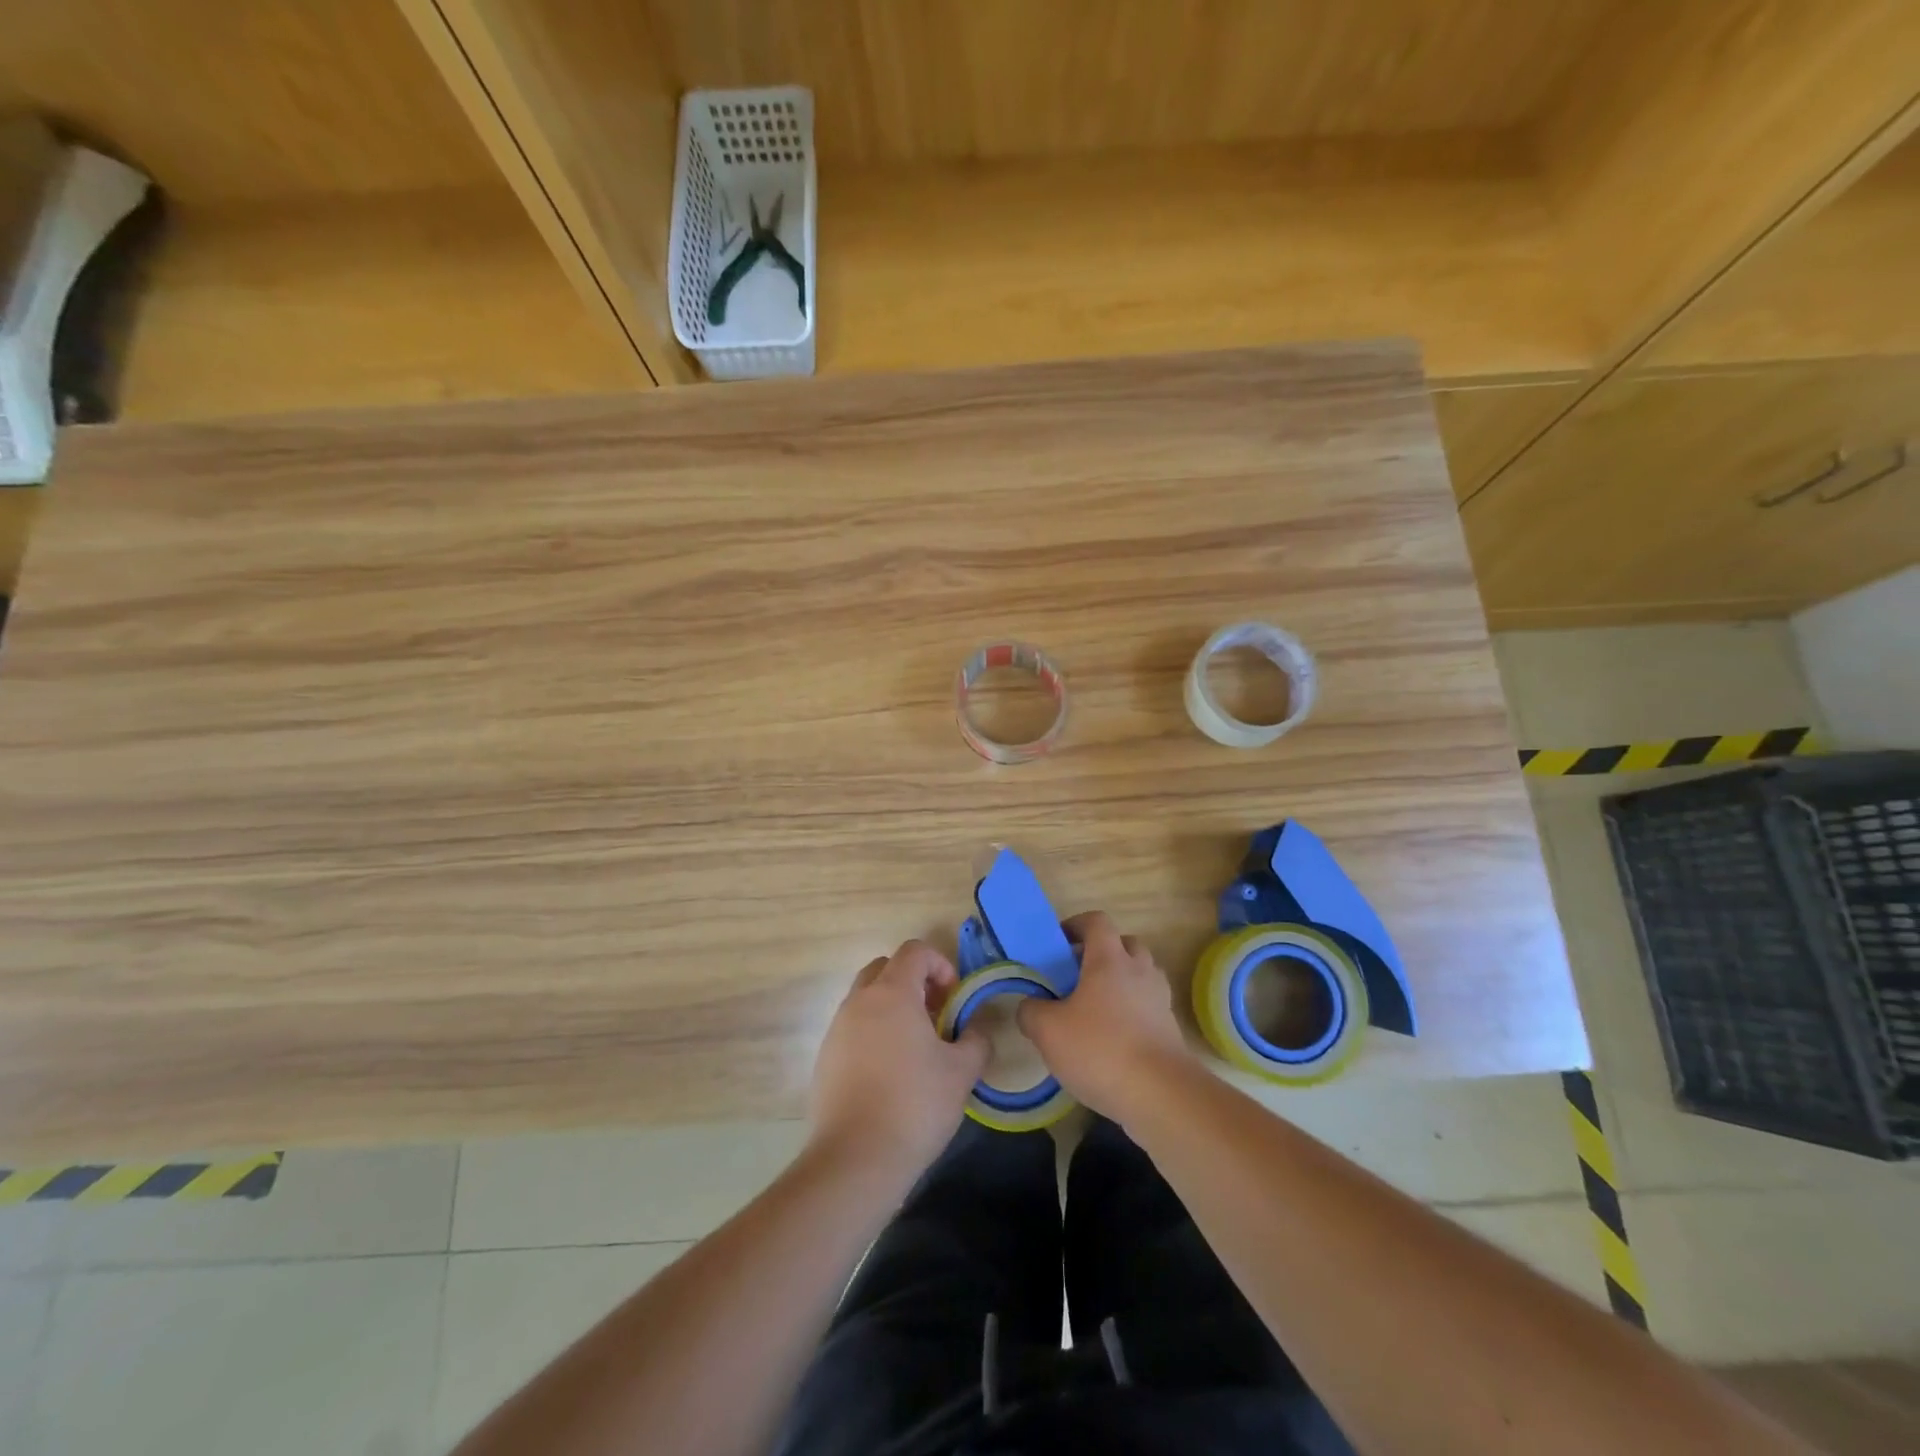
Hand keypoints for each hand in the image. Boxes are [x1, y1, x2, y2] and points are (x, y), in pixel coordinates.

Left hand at [809, 940, 988, 1180]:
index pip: (914, 951)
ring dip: (893, 1008)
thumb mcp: (961, 1072)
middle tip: (937, 1016)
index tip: (955, 999)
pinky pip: (853, 1028)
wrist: (854, 1160)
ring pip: (867, 998)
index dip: (940, 965)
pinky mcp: (826, 1058)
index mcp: (892, 993)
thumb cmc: (914, 1106)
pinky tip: (891, 1073)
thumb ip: (975, 1040)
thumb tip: (975, 1028)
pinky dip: (874, 1033)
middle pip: (885, 968)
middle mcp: (859, 1001)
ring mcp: (837, 1029)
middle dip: (914, 982)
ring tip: (917, 1048)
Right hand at [1017, 911, 1194, 1118]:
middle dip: (1102, 953)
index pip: (1097, 921)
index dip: (1076, 925)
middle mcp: (1139, 970)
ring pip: (1140, 975)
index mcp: (1110, 959)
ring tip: (1096, 1008)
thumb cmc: (1100, 1050)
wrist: (1161, 1095)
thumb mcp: (1048, 1031)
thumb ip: (1031, 1012)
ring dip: (1120, 982)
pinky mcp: (1170, 1028)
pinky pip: (1148, 1006)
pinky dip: (1133, 1012)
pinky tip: (1113, 1039)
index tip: (1058, 943)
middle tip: (1077, 976)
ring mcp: (1159, 999)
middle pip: (1125, 944)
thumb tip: (1030, 1006)